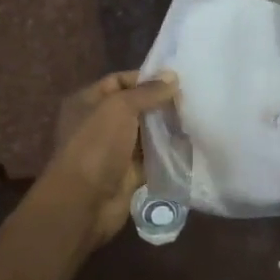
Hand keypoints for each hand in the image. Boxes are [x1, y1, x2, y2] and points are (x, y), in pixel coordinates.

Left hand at [44, 70, 178, 247]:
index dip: (145, 79)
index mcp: (87, 102)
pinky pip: (151, 158)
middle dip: (160, 104)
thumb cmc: (96, 145)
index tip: (175, 80)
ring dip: (166, 128)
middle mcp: (99, 124)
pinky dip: (167, 153)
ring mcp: (114, 150)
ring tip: (196, 118)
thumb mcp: (120, 108)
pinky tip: (190, 144)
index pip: (119, 81)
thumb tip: (172, 76)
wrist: (84, 202)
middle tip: (191, 99)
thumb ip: (147, 92)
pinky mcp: (128, 173)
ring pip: (145, 133)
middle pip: (134, 107)